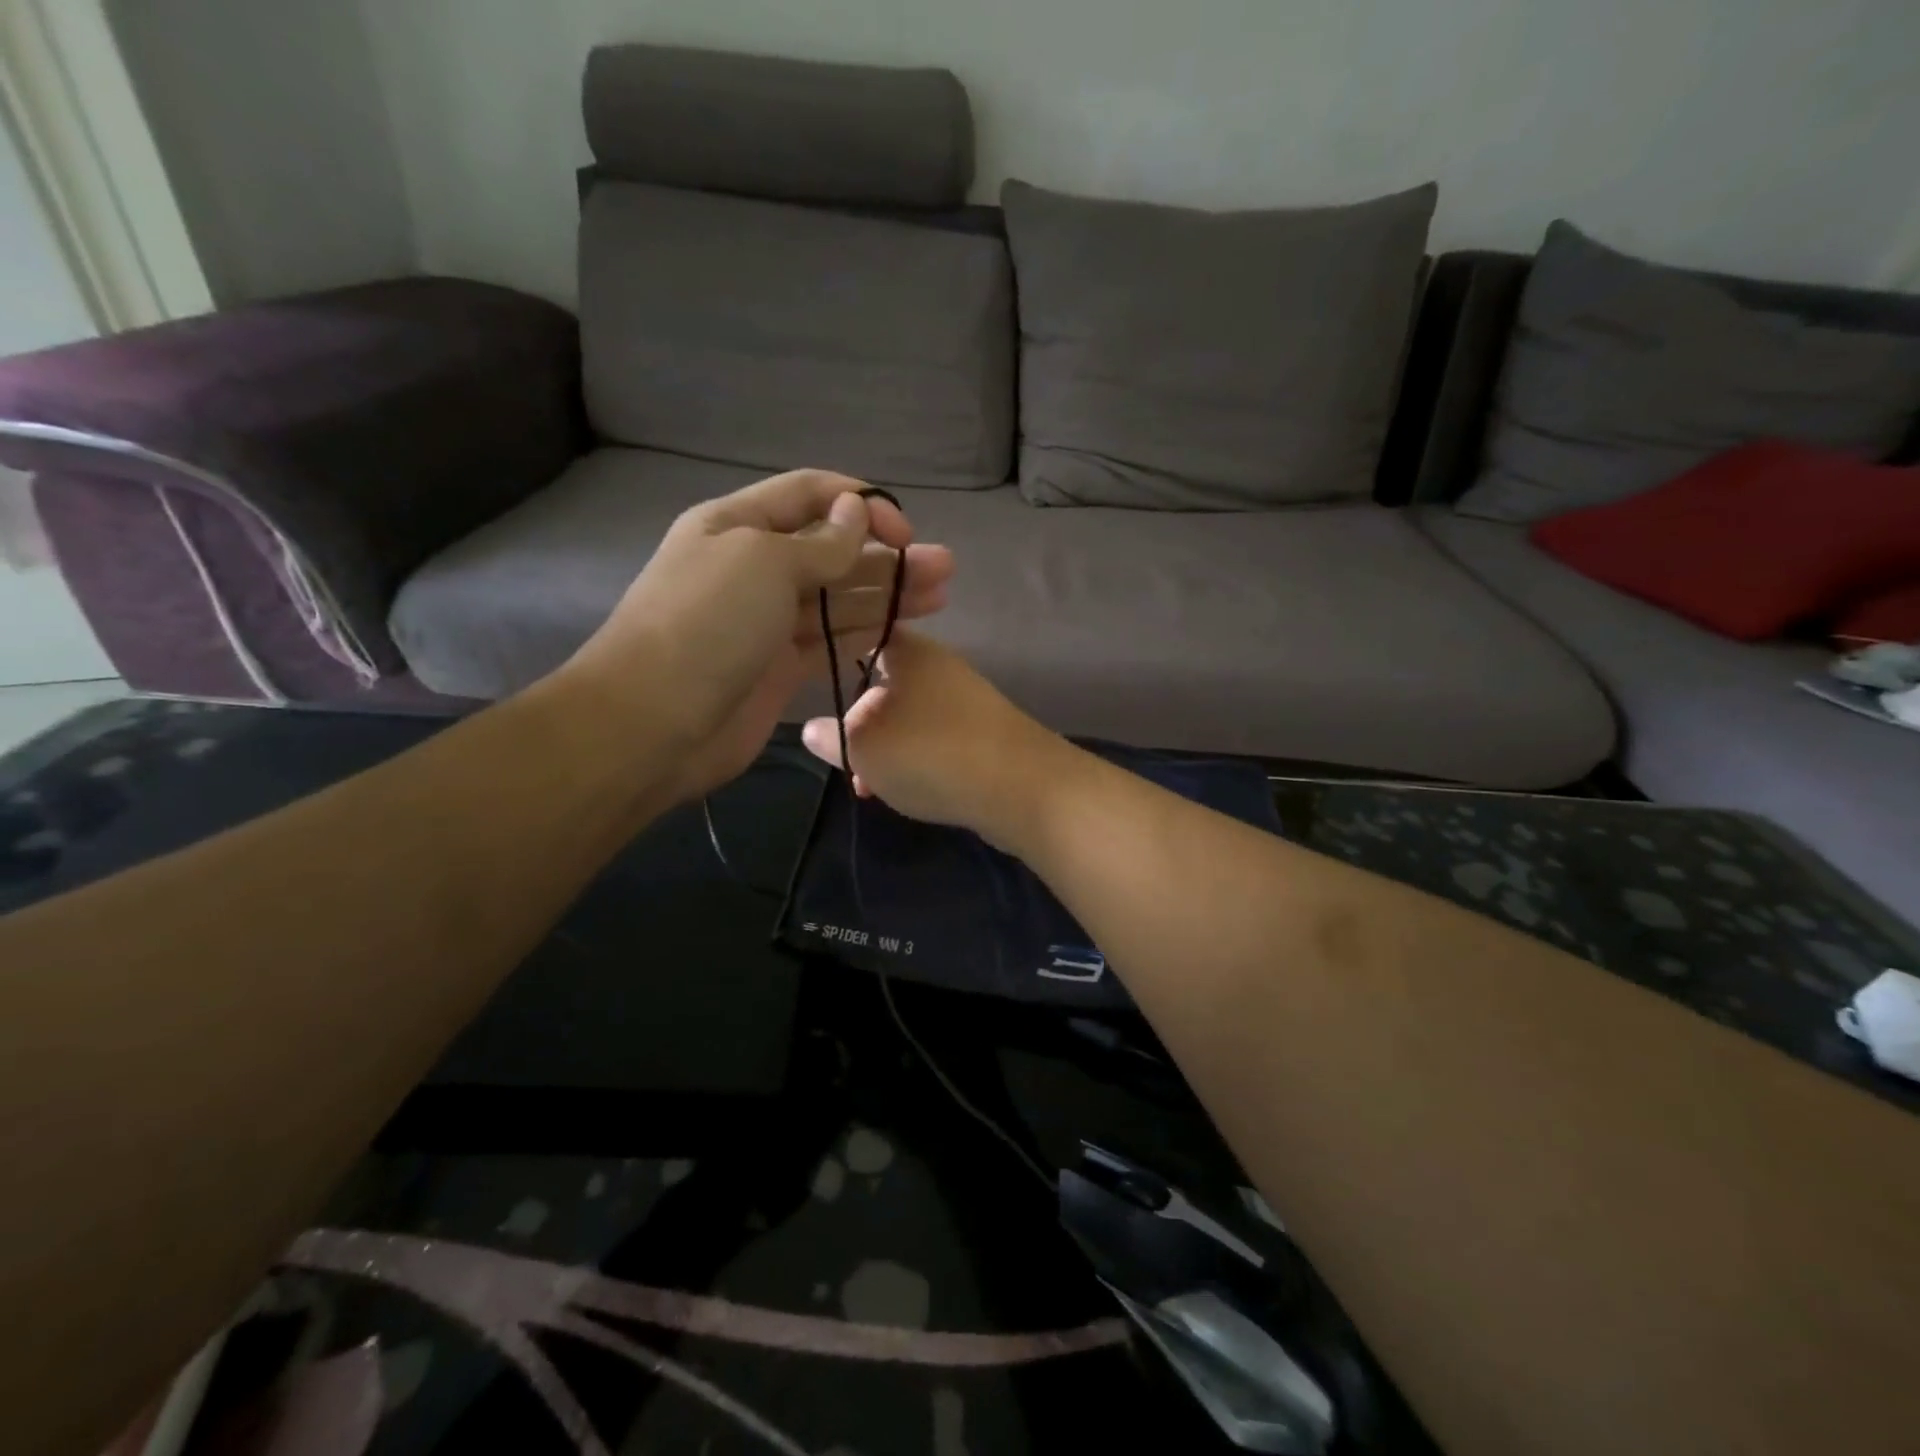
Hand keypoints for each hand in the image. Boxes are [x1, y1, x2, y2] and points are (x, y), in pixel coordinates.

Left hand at [559, 470, 953, 800]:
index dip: (861, 503)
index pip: (809, 495)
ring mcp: (766, 621)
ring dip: (886, 594)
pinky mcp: (778, 668)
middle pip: (832, 550)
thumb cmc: (707, 623)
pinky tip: (902, 630)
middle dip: (887, 554)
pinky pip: (829, 641)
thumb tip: (855, 513)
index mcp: (738, 525)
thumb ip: (820, 543)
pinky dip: (864, 633)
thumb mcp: (764, 563)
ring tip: (940, 596)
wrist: (654, 722)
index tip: (906, 529)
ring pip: (837, 599)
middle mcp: (753, 567)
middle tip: (943, 567)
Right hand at [800, 630, 1069, 848]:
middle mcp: (939, 667)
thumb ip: (833, 738)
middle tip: (845, 758)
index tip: (812, 685)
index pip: (863, 634)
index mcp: (909, 651)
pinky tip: (905, 790)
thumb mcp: (864, 748)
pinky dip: (915, 760)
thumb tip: (810, 728)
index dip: (834, 655)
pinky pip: (935, 739)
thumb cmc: (931, 753)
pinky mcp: (985, 734)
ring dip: (884, 748)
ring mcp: (966, 700)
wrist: (1023, 788)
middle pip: (884, 684)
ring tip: (869, 784)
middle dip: (858, 723)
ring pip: (908, 717)